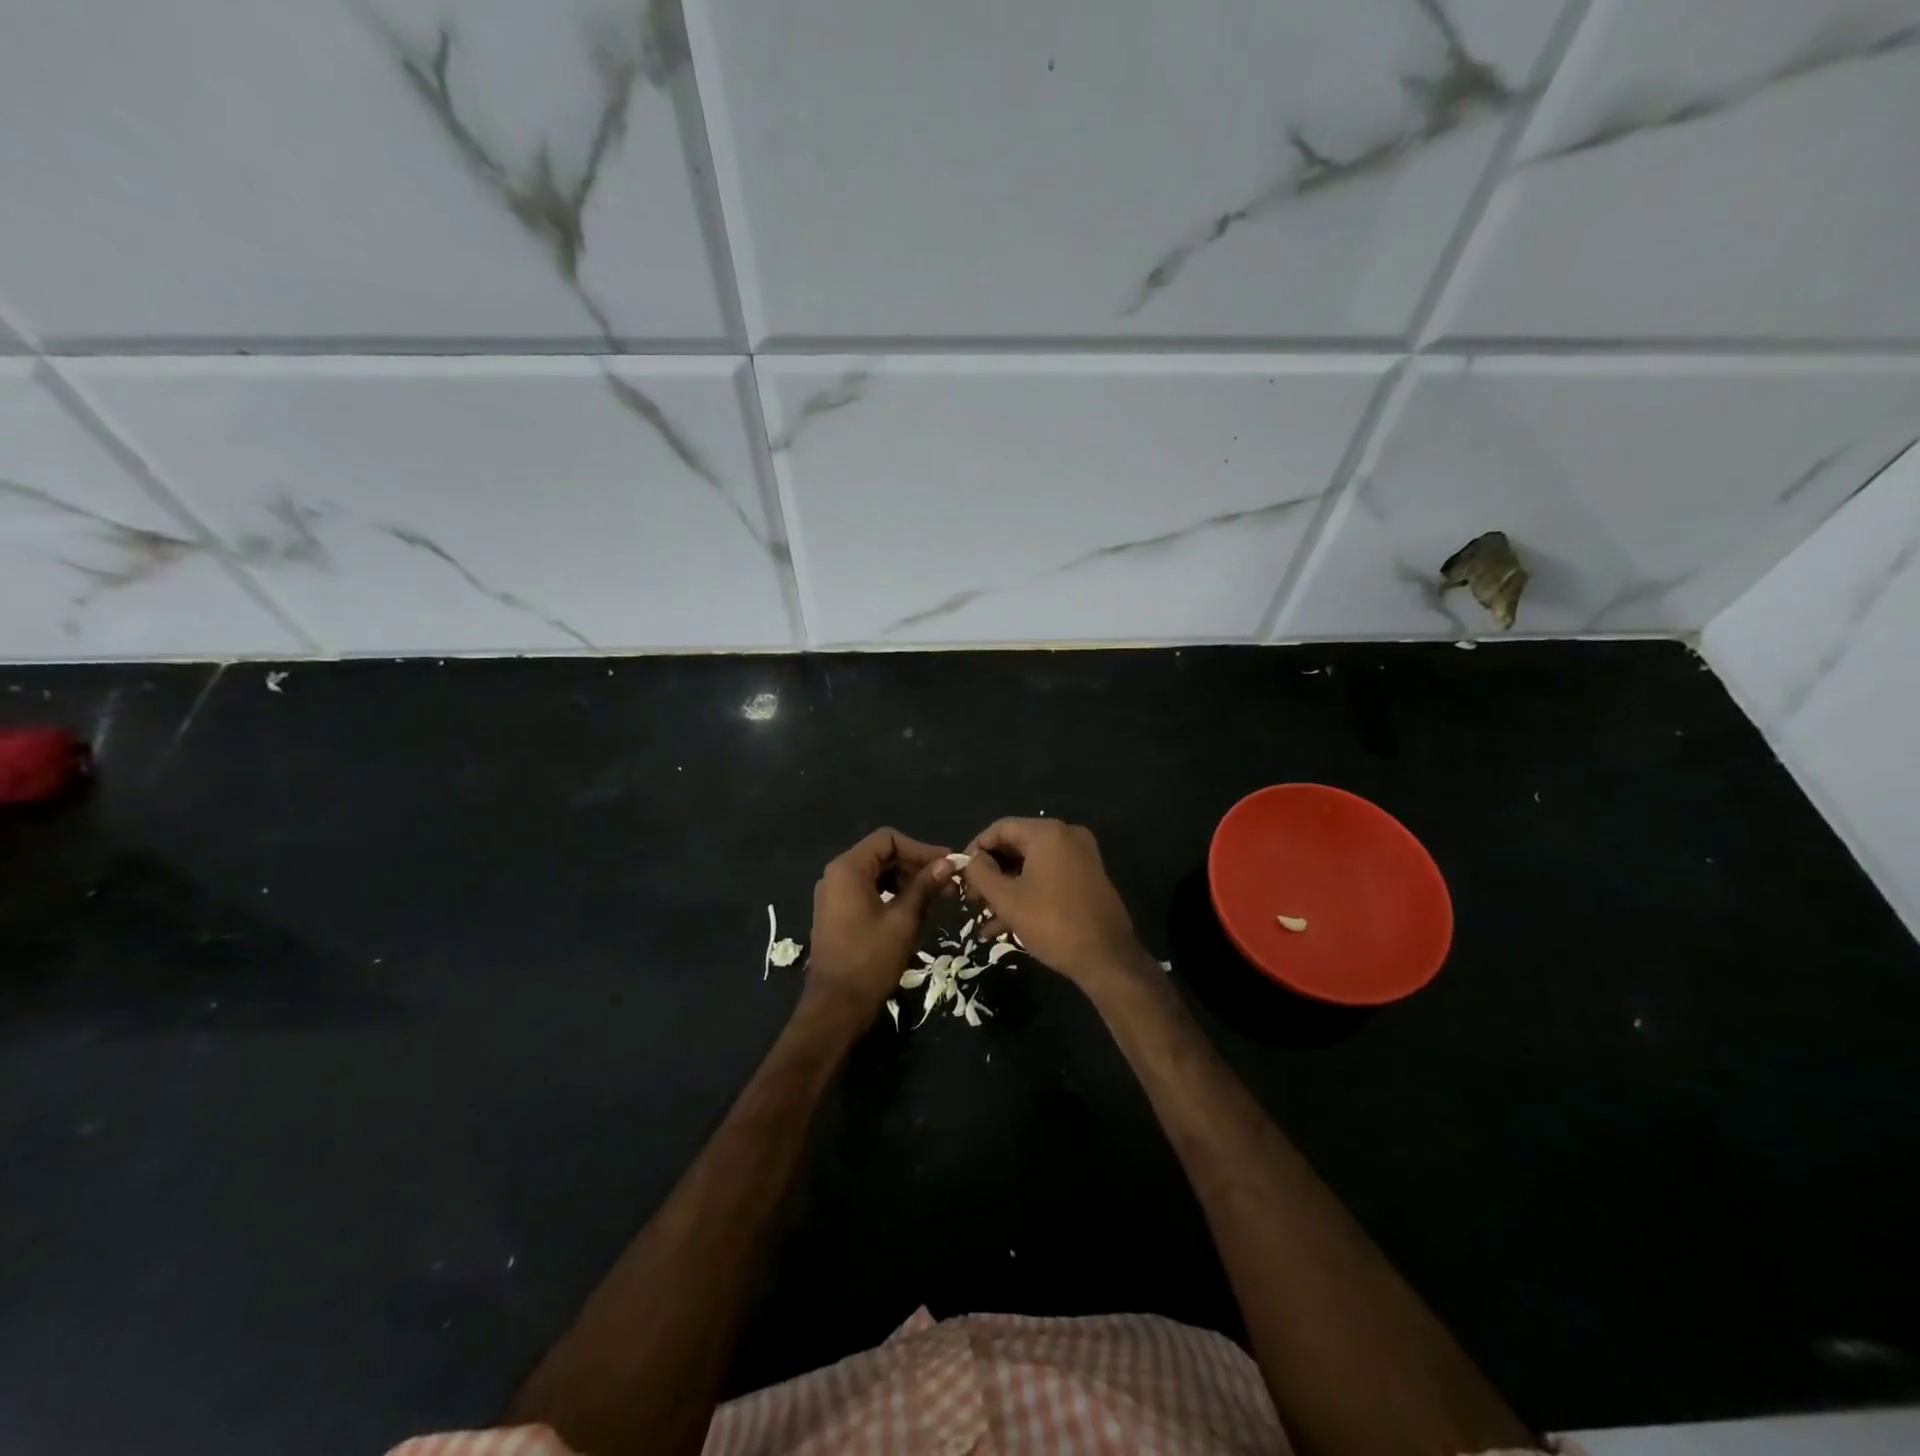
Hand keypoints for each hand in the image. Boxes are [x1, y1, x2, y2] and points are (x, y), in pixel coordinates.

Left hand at [805, 828, 954, 1023]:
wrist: (836, 1007)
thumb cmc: (870, 959)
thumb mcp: (903, 919)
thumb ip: (924, 886)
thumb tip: (947, 863)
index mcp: (847, 869)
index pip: (888, 839)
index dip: (920, 848)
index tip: (946, 865)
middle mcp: (836, 875)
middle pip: (882, 855)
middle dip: (915, 865)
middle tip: (946, 883)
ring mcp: (833, 896)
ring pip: (876, 874)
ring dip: (906, 881)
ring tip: (935, 898)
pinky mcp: (837, 914)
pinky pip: (867, 892)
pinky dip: (891, 896)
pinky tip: (914, 912)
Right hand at [960, 818, 1145, 988]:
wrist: (1107, 958)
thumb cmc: (1052, 923)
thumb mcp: (1007, 899)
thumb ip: (981, 873)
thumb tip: (971, 860)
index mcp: (1048, 833)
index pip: (1000, 828)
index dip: (975, 849)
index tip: (960, 874)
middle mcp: (1067, 836)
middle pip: (1017, 844)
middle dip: (991, 872)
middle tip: (972, 898)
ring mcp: (1081, 856)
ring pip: (1032, 864)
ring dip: (1006, 887)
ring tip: (984, 916)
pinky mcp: (1088, 877)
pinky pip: (1049, 876)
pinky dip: (1028, 892)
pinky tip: (1006, 923)